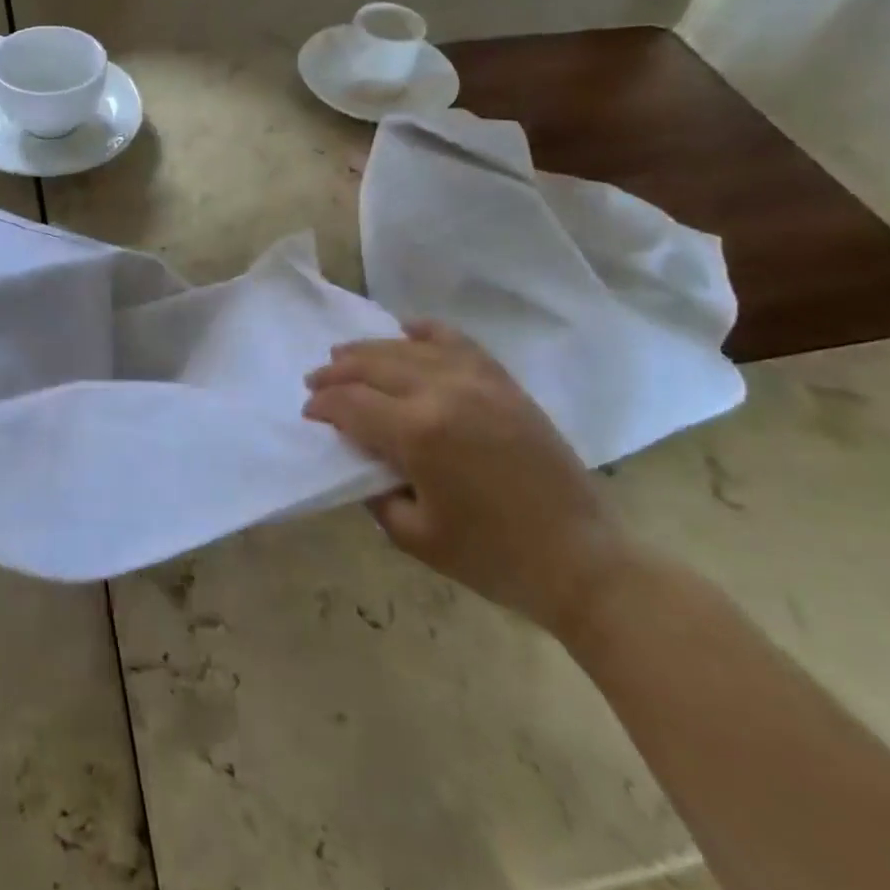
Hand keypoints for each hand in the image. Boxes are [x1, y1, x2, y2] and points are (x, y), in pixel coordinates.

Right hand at [303, 322, 634, 634]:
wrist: (581, 559)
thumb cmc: (492, 557)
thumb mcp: (414, 535)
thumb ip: (373, 490)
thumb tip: (358, 455)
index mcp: (417, 434)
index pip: (351, 404)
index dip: (323, 406)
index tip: (309, 412)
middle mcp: (442, 393)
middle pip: (373, 366)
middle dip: (337, 372)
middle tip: (316, 381)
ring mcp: (478, 381)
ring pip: (408, 348)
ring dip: (370, 350)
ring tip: (345, 355)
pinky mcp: (504, 383)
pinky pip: (457, 341)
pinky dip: (427, 331)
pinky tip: (407, 329)